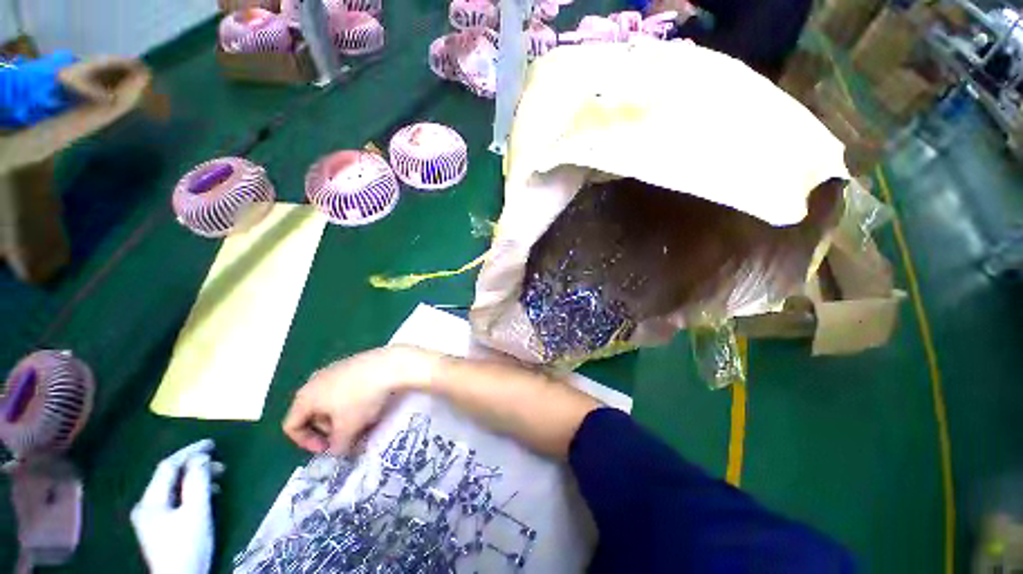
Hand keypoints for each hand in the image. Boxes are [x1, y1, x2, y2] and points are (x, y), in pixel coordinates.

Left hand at [131, 440, 222, 573]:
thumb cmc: (188, 545)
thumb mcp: (196, 512)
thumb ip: (197, 482)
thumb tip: (202, 456)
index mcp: (150, 501)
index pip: (168, 466)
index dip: (190, 451)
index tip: (213, 443)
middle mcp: (145, 506)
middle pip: (169, 477)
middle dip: (195, 467)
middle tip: (221, 464)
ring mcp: (149, 518)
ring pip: (172, 489)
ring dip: (195, 480)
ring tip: (218, 480)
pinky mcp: (158, 527)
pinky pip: (174, 500)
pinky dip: (190, 492)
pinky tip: (206, 497)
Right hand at [283, 345, 440, 454]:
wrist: (389, 365)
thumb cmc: (361, 398)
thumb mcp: (348, 429)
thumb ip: (338, 447)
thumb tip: (338, 450)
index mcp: (305, 397)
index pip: (292, 426)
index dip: (307, 443)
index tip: (329, 448)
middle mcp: (315, 380)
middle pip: (313, 413)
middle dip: (330, 429)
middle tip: (350, 435)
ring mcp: (334, 369)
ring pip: (331, 401)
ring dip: (343, 416)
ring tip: (364, 420)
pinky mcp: (352, 363)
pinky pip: (345, 388)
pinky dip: (353, 400)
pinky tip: (372, 403)